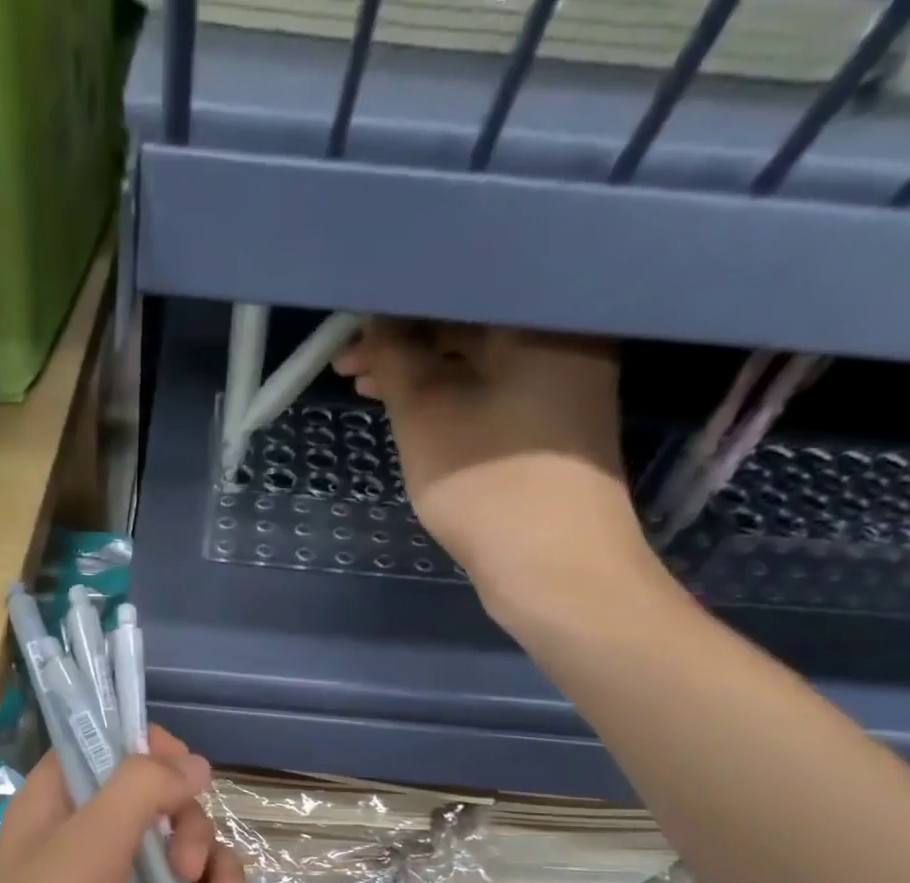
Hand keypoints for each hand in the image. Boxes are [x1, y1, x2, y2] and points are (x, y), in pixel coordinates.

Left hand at [0, 726, 249, 882]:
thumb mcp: (88, 846)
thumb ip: (141, 789)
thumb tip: (195, 763)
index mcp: (58, 799)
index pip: (107, 745)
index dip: (152, 750)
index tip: (187, 775)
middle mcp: (84, 833)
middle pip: (159, 801)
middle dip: (191, 829)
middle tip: (188, 869)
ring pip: (178, 851)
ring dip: (213, 873)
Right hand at [332, 321, 658, 624]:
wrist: (556, 568)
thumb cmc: (488, 483)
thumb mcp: (425, 414)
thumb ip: (396, 357)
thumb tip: (375, 319)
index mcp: (540, 318)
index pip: (456, 287)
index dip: (394, 306)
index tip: (348, 328)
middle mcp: (562, 338)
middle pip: (468, 322)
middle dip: (403, 342)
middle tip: (347, 364)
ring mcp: (562, 384)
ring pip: (475, 360)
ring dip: (419, 373)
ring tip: (364, 388)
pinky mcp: (552, 426)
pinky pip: (489, 390)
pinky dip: (447, 396)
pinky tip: (410, 411)